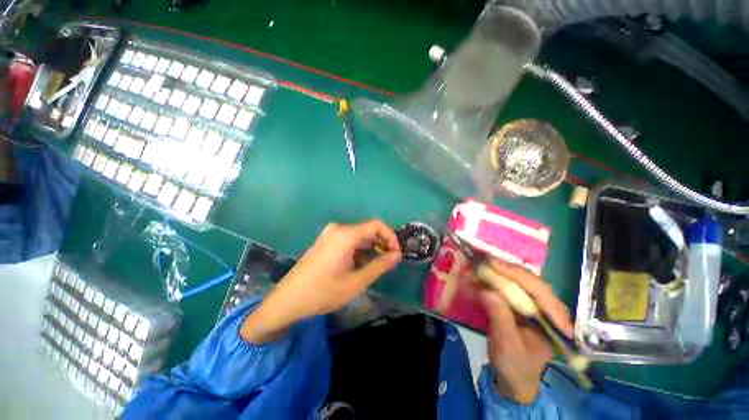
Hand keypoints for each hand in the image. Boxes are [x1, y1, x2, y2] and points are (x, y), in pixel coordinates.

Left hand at [241, 220, 401, 343]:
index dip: (390, 236)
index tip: (396, 253)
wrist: (288, 299)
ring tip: (377, 264)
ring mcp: (330, 233)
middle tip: (389, 261)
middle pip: (368, 229)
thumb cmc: (323, 292)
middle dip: (382, 243)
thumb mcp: (356, 282)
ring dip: (371, 246)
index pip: (377, 225)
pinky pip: (348, 239)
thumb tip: (397, 255)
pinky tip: (361, 263)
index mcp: (346, 235)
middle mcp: (338, 228)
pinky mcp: (325, 240)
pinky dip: (359, 248)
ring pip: (359, 235)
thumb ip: (379, 266)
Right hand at [477, 261, 572, 404]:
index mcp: (556, 321)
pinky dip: (496, 279)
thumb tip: (486, 290)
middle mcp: (549, 308)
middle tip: (484, 262)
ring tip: (481, 267)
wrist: (514, 378)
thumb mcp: (507, 344)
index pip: (541, 291)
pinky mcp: (523, 304)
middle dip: (507, 270)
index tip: (494, 264)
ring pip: (521, 281)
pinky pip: (511, 286)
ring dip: (500, 272)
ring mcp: (536, 305)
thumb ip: (500, 317)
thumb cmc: (515, 365)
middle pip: (531, 281)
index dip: (518, 275)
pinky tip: (483, 276)